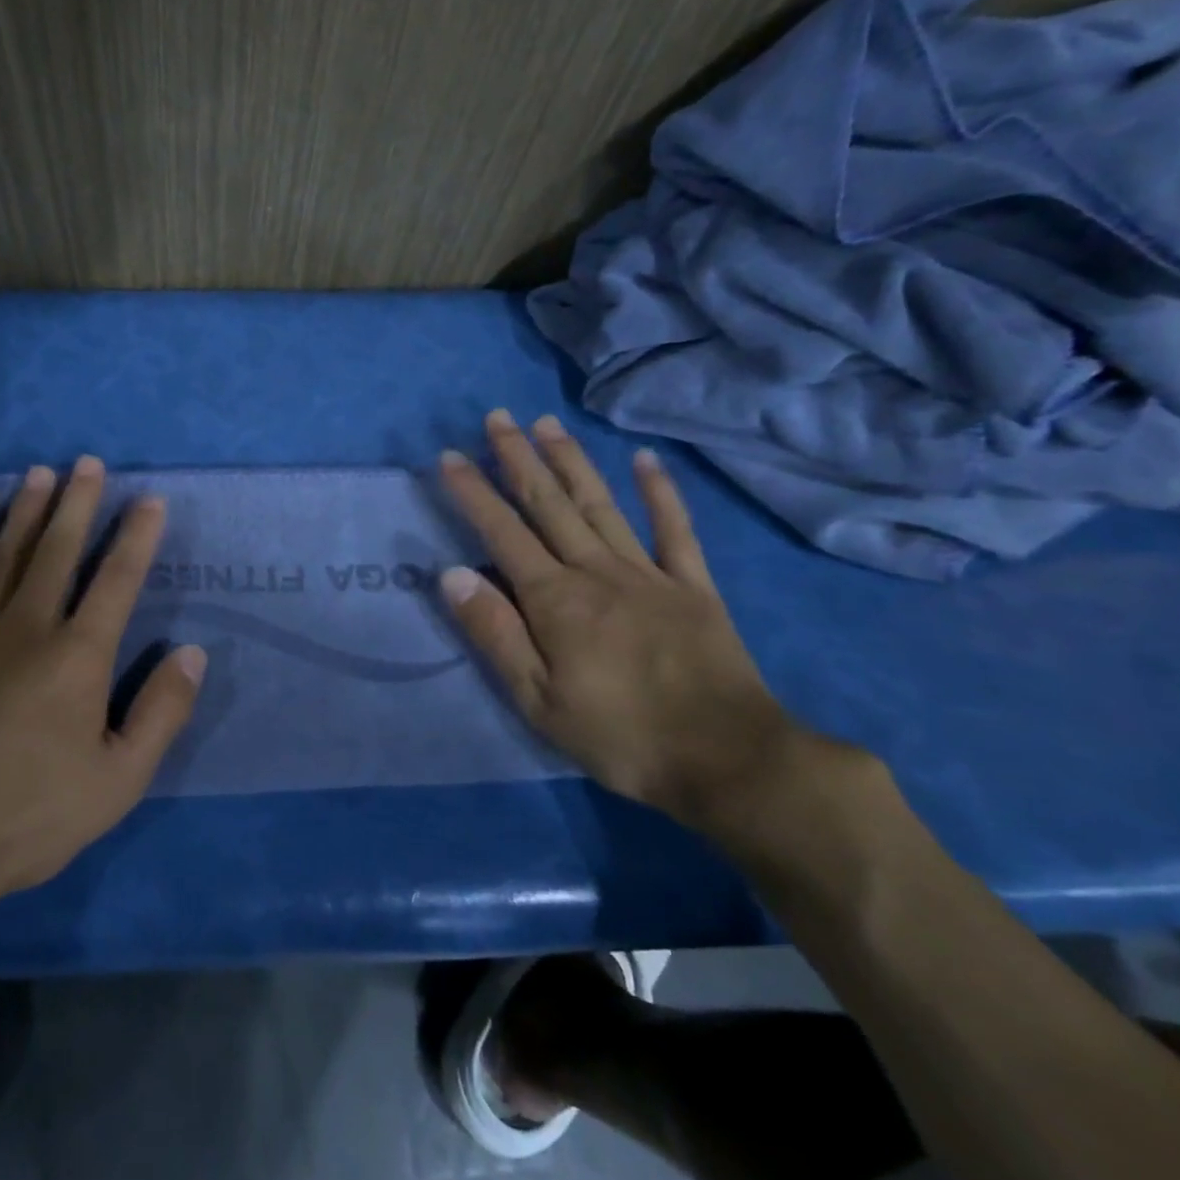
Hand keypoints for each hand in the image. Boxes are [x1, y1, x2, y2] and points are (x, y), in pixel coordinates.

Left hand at [0, 455, 203, 911]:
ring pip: (5, 555)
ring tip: (40, 473)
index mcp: (78, 658)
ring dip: (26, 510)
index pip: (116, 581)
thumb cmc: (30, 815)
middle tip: (88, 462)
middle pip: (57, 551)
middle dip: (78, 503)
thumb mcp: (119, 781)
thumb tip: (193, 652)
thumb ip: (162, 712)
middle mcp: (27, 628)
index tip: (149, 500)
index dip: (137, 537)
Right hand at [437, 409, 801, 831]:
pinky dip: (661, 493)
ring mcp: (649, 574)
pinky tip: (647, 461)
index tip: (450, 455)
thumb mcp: (538, 700)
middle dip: (519, 458)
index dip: (474, 492)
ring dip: (571, 461)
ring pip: (601, 505)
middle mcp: (596, 571)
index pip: (502, 532)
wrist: (730, 762)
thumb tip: (453, 574)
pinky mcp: (693, 587)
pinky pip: (676, 530)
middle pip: (550, 504)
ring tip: (548, 424)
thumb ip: (495, 633)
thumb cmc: (621, 736)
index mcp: (555, 600)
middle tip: (498, 417)